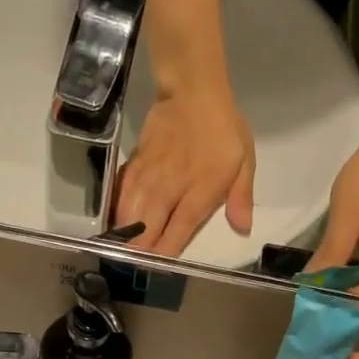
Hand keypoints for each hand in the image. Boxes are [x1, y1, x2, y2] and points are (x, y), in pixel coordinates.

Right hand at [116, 89, 255, 255]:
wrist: (192, 91)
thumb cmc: (223, 129)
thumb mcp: (244, 161)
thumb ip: (241, 197)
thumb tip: (242, 228)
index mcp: (200, 191)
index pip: (178, 231)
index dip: (165, 252)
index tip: (158, 267)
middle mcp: (170, 188)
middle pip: (147, 227)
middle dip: (139, 250)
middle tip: (134, 265)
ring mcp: (149, 176)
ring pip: (129, 212)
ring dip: (124, 234)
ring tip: (119, 251)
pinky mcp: (135, 164)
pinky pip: (121, 193)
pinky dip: (116, 210)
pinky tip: (113, 222)